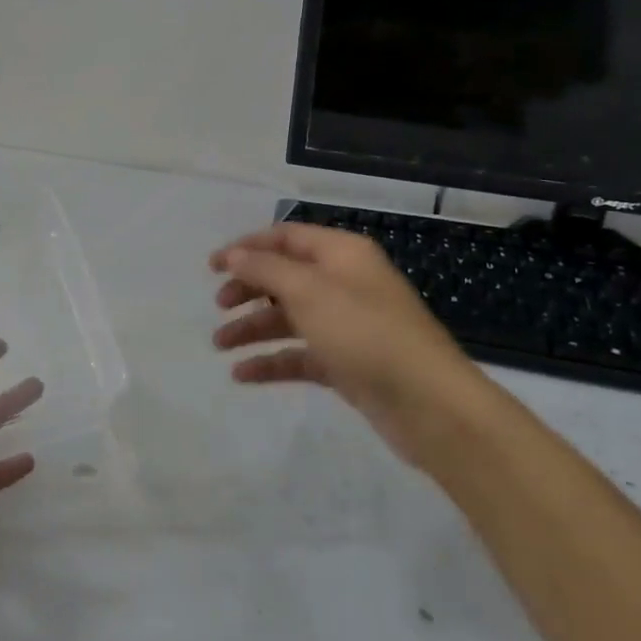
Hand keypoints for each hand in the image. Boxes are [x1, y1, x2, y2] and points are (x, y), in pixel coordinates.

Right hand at [210, 222, 506, 463]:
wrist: (428, 403)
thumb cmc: (364, 332)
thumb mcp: (308, 291)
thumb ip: (265, 269)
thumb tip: (234, 255)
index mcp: (341, 254)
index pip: (286, 237)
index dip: (247, 247)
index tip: (212, 266)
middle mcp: (344, 283)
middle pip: (285, 278)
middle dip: (248, 289)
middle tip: (218, 305)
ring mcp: (347, 325)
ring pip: (289, 319)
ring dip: (253, 329)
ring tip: (219, 346)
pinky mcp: (347, 363)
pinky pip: (300, 355)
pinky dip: (272, 361)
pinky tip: (242, 375)